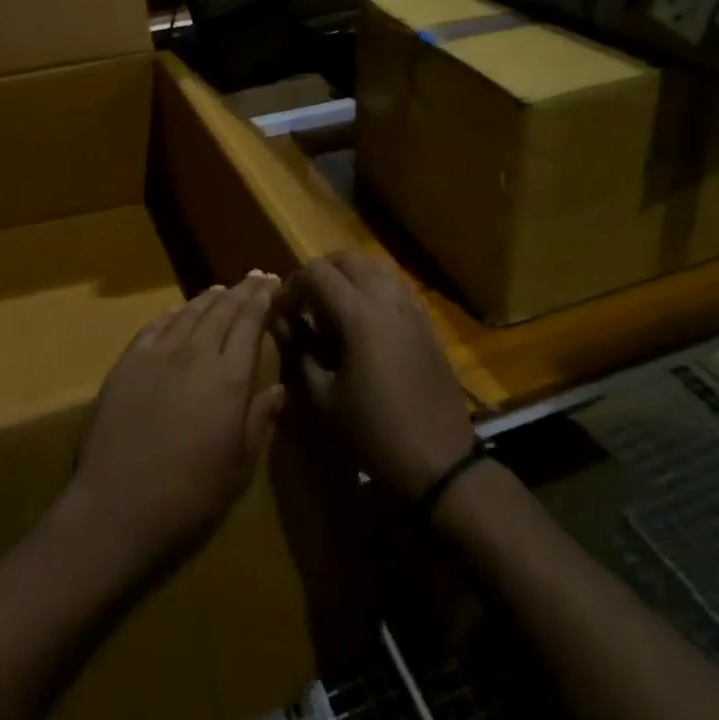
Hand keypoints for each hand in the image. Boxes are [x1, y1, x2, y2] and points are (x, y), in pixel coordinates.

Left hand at [63, 272, 286, 575]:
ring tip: (222, 290)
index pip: (250, 323)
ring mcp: (158, 354)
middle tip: (255, 277)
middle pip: (223, 309)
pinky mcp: (128, 363)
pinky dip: (171, 314)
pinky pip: (154, 327)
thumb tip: (279, 388)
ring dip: (209, 298)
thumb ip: (260, 420)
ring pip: (189, 312)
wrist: (117, 505)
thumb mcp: (239, 466)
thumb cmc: (189, 494)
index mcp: (229, 377)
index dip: (263, 299)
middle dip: (242, 290)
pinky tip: (176, 312)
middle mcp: (196, 354)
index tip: (273, 283)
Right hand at [273, 252, 473, 500]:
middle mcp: (386, 299)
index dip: (291, 286)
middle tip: (303, 303)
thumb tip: (286, 328)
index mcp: (359, 315)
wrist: (438, 460)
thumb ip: (299, 354)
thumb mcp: (323, 399)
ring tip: (332, 306)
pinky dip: (373, 288)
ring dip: (347, 276)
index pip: (316, 273)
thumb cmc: (374, 432)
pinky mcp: (426, 321)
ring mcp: (411, 307)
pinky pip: (394, 286)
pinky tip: (364, 321)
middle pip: (346, 259)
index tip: (280, 311)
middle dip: (319, 273)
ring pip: (374, 267)